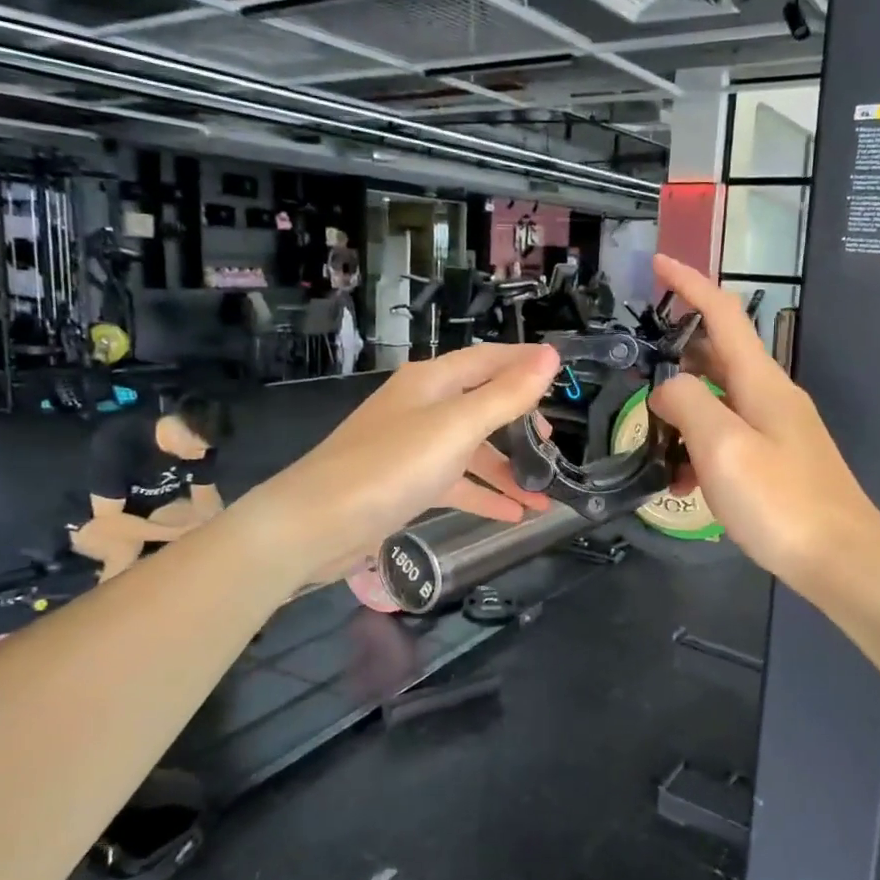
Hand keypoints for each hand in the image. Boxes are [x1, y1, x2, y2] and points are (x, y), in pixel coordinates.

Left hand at [264, 344, 560, 584]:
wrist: (315, 524)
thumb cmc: (390, 467)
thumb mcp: (456, 428)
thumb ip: (506, 395)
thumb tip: (550, 355)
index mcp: (433, 381)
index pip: (489, 360)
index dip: (525, 364)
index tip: (564, 379)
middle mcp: (423, 406)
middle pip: (483, 405)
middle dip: (521, 426)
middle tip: (553, 451)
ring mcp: (413, 446)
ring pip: (473, 449)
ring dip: (508, 470)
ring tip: (546, 495)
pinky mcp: (407, 483)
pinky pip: (456, 482)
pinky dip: (484, 495)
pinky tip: (514, 516)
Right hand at [648, 255, 879, 595]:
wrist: (843, 561)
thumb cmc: (781, 502)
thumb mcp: (724, 447)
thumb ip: (688, 403)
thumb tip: (666, 387)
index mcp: (761, 381)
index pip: (722, 314)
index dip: (689, 283)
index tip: (657, 262)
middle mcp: (770, 395)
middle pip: (717, 355)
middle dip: (675, 351)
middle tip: (634, 362)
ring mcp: (776, 429)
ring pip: (717, 399)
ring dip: (682, 408)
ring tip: (648, 435)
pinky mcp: (776, 459)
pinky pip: (727, 435)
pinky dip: (698, 444)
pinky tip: (679, 478)